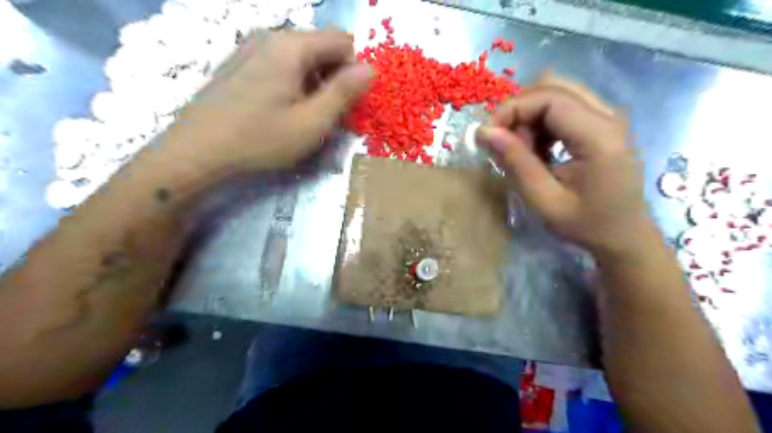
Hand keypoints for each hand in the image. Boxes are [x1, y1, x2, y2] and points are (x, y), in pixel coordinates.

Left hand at [166, 27, 374, 169]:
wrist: (197, 153)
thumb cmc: (260, 140)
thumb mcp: (312, 122)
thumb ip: (344, 92)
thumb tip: (371, 68)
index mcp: (292, 46)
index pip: (343, 41)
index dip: (352, 71)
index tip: (344, 103)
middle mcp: (270, 36)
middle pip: (321, 47)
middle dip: (332, 78)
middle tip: (323, 115)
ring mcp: (250, 48)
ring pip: (301, 58)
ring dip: (312, 84)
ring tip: (300, 116)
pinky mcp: (238, 64)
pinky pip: (279, 65)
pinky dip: (291, 84)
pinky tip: (278, 111)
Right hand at [482, 76, 652, 254]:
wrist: (624, 235)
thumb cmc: (586, 224)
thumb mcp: (544, 200)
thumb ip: (516, 163)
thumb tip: (484, 132)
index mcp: (599, 136)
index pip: (549, 97)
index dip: (512, 109)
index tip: (488, 136)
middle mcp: (608, 115)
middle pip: (553, 85)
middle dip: (519, 109)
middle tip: (504, 142)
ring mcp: (608, 116)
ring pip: (557, 92)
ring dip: (529, 115)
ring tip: (522, 150)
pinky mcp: (602, 123)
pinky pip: (563, 106)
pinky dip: (541, 121)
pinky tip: (538, 149)